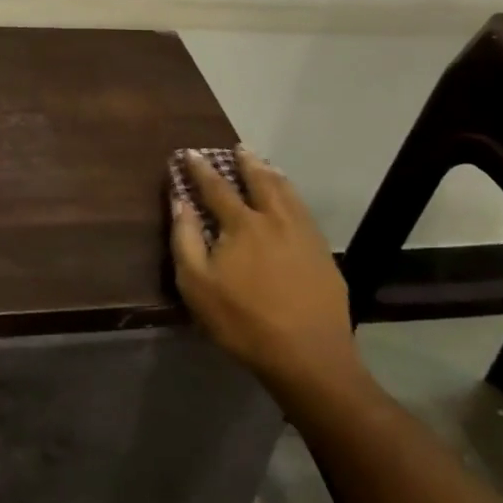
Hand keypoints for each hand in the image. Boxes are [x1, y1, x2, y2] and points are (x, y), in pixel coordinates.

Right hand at [170, 148, 359, 400]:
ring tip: (265, 164)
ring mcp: (303, 233)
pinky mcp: (322, 252)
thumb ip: (185, 239)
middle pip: (259, 180)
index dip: (201, 169)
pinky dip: (293, 195)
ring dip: (272, 174)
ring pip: (286, 191)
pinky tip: (292, 200)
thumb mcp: (198, 286)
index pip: (216, 187)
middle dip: (245, 162)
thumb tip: (180, 201)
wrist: (309, 356)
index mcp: (242, 223)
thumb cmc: (244, 322)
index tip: (190, 153)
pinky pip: (304, 210)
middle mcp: (274, 218)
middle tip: (238, 147)